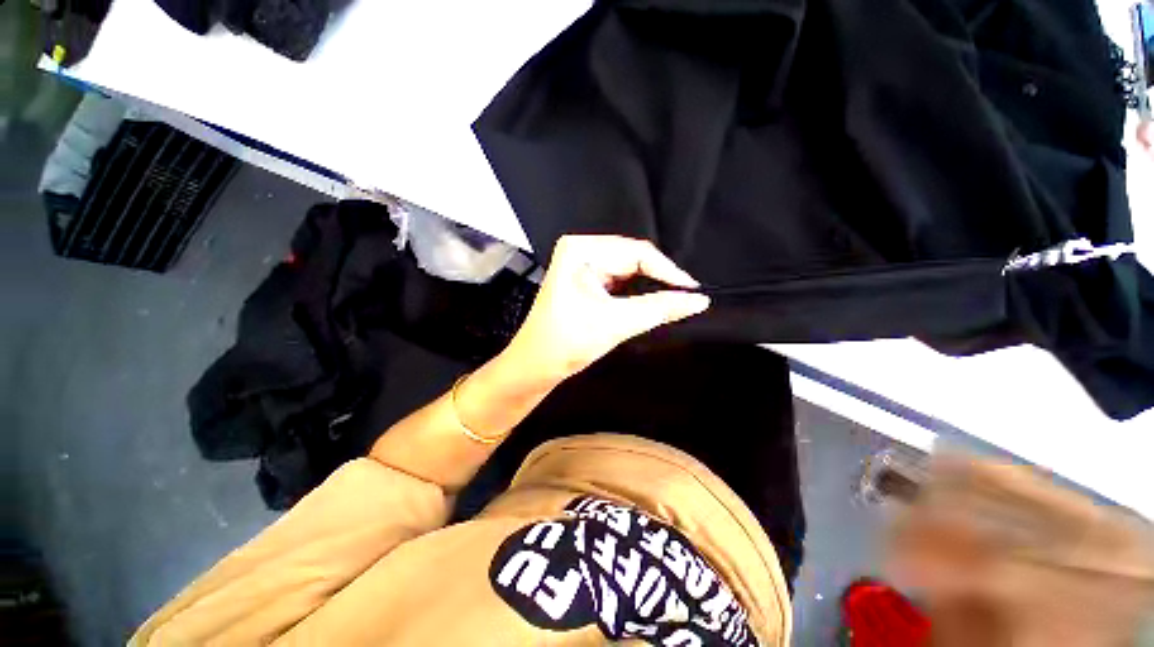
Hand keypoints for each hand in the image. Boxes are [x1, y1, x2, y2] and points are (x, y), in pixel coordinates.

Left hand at [503, 235, 709, 382]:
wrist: (536, 365)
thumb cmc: (564, 343)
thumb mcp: (616, 323)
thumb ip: (660, 308)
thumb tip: (696, 300)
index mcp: (580, 250)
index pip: (636, 252)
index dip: (668, 271)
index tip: (692, 289)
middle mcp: (581, 252)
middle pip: (633, 260)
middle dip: (658, 280)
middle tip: (684, 298)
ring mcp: (583, 266)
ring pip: (629, 271)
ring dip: (648, 288)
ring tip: (668, 302)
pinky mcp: (586, 281)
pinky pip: (620, 281)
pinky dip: (636, 294)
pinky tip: (646, 303)